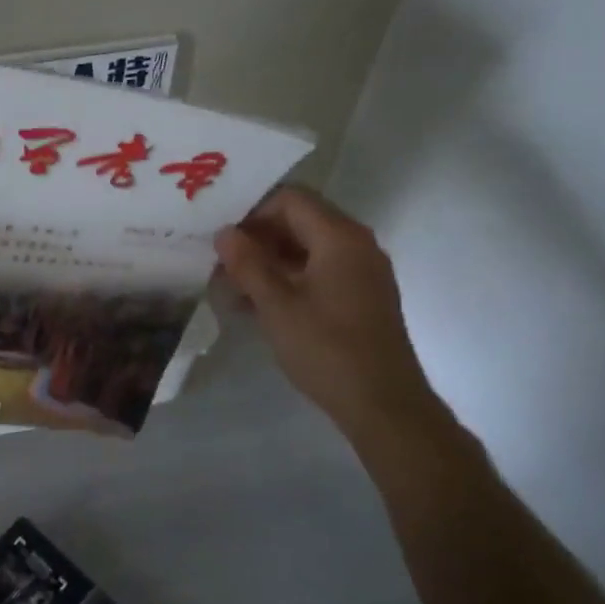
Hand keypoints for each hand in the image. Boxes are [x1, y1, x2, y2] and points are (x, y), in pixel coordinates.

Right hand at [214, 187, 437, 437]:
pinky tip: (258, 305)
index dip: (252, 212)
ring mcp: (362, 271)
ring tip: (232, 288)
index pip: (290, 199)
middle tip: (222, 263)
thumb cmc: (326, 349)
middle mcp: (356, 245)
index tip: (223, 239)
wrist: (383, 404)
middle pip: (299, 222)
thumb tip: (224, 234)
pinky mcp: (361, 297)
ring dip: (269, 262)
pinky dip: (288, 279)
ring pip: (307, 249)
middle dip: (257, 238)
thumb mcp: (276, 306)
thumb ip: (248, 264)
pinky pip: (319, 272)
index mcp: (340, 237)